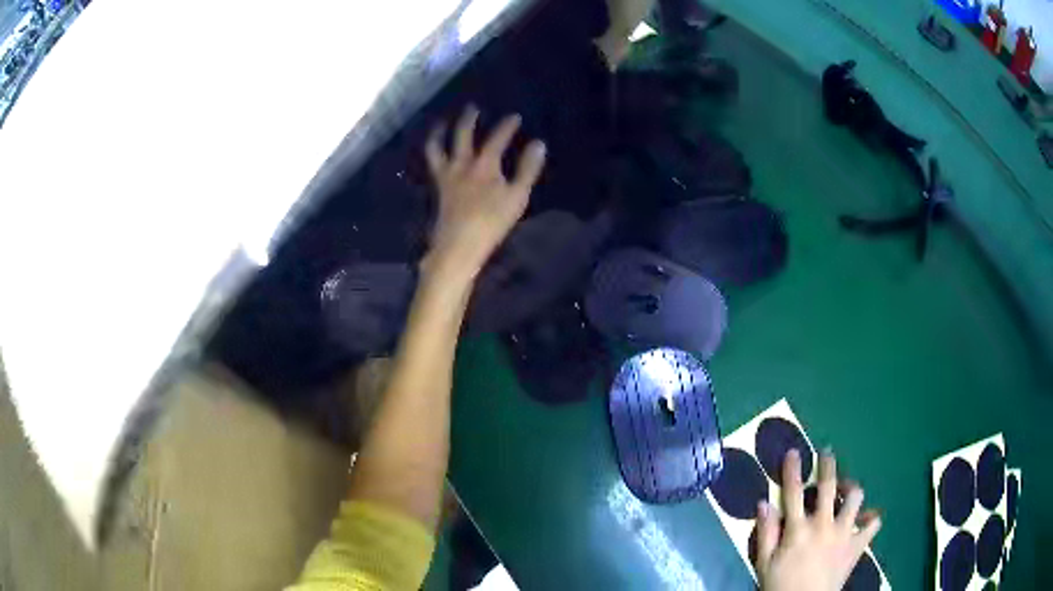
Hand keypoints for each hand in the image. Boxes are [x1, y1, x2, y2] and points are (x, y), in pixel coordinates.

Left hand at [424, 106, 546, 280]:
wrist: (458, 245)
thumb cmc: (492, 222)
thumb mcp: (517, 197)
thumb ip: (527, 169)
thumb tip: (539, 144)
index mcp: (484, 164)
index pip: (497, 138)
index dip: (507, 126)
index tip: (514, 116)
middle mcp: (462, 164)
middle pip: (462, 134)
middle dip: (468, 119)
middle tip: (472, 108)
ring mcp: (446, 176)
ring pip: (437, 147)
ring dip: (439, 132)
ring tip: (440, 123)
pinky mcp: (437, 188)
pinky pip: (432, 164)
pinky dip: (433, 152)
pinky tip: (435, 152)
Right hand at [755, 449, 881, 590]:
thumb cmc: (780, 585)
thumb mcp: (764, 563)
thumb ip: (765, 533)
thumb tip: (764, 503)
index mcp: (798, 529)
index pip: (793, 492)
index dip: (793, 469)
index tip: (795, 452)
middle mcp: (824, 524)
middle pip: (829, 485)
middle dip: (827, 465)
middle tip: (827, 453)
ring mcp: (844, 533)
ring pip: (855, 497)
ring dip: (851, 488)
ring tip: (846, 489)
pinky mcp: (857, 544)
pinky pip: (873, 523)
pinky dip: (870, 517)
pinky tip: (864, 517)